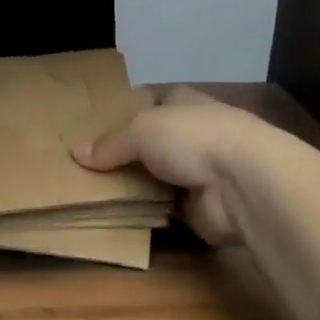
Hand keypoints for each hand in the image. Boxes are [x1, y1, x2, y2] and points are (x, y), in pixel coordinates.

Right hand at [75, 85, 264, 244]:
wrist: (243, 184)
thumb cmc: (193, 138)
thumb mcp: (141, 130)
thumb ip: (110, 144)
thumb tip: (76, 154)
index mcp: (185, 103)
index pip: (155, 102)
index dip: (130, 111)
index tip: (99, 125)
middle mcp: (195, 134)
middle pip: (154, 142)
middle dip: (128, 154)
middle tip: (89, 166)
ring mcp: (202, 172)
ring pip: (160, 177)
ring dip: (139, 187)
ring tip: (96, 194)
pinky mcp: (204, 207)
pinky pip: (166, 209)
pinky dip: (149, 214)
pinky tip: (120, 217)